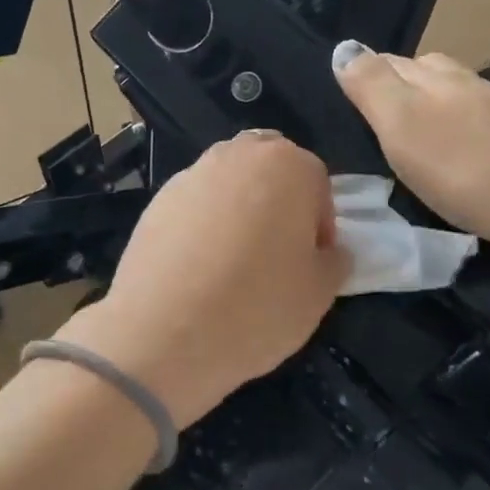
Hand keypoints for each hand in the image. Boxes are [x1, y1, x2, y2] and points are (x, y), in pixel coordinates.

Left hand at [56, 131, 349, 427]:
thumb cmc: (257, 307)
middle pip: (269, 170)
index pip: (317, 184)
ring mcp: (191, 175)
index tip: (310, 262)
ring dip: (239, 210)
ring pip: (228, 184)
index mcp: (288, 166)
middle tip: (275, 253)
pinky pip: (193, 206)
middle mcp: (237, 156)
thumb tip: (329, 251)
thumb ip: (334, 261)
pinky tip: (198, 269)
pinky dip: (202, 225)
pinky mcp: (155, 201)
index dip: (319, 225)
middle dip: (278, 203)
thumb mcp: (319, 294)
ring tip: (233, 262)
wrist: (164, 332)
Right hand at [332, 42, 489, 264]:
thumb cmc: (465, 166)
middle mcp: (461, 81)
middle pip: (417, 72)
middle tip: (367, 121)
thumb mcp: (402, 125)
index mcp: (429, 75)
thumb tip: (343, 47)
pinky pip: (469, 120)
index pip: (383, 61)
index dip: (361, 74)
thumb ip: (371, 86)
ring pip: (446, 94)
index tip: (341, 99)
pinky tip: (449, 151)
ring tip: (405, 137)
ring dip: (423, 107)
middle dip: (391, 86)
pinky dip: (450, 128)